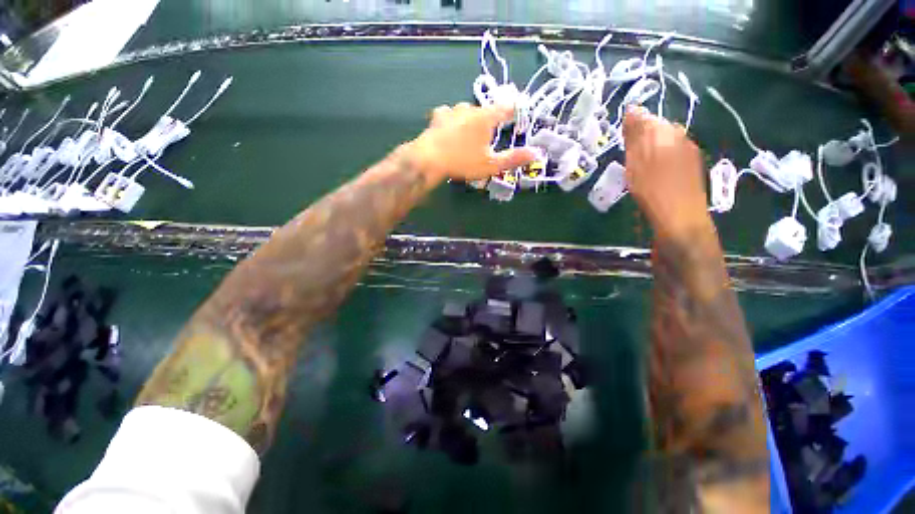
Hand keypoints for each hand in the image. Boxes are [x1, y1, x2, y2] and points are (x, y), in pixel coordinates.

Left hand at [407, 103, 535, 181]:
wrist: (429, 159)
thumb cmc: (463, 162)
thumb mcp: (491, 165)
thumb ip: (513, 159)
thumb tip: (536, 153)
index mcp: (486, 117)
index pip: (506, 108)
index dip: (513, 110)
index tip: (516, 116)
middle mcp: (470, 108)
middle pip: (485, 111)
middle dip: (489, 122)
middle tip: (487, 138)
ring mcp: (452, 110)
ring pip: (467, 112)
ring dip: (470, 121)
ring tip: (468, 136)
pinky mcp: (437, 117)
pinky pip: (449, 114)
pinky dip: (452, 121)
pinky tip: (449, 130)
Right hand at [623, 106, 710, 237]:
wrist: (680, 218)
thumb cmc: (653, 190)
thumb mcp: (636, 161)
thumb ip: (635, 135)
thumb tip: (631, 110)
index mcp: (666, 133)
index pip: (645, 118)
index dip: (629, 128)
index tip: (619, 143)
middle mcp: (681, 137)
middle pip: (655, 130)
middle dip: (639, 139)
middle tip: (627, 158)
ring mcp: (689, 152)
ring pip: (663, 143)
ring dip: (648, 151)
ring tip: (637, 169)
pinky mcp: (691, 167)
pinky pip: (671, 155)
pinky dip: (658, 161)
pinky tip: (653, 176)